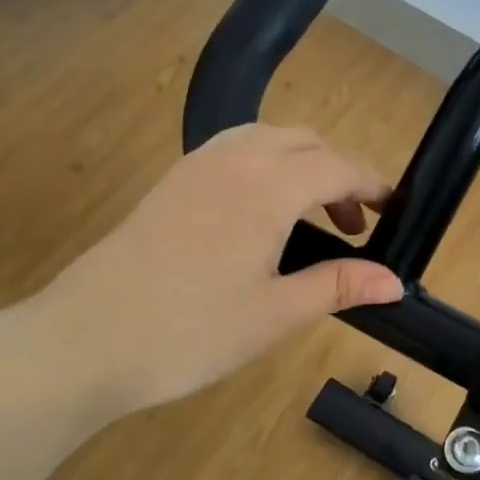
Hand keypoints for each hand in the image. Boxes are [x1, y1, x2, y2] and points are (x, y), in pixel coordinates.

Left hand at [12, 125, 403, 418]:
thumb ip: (337, 286)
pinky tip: (258, 215)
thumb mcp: (274, 313)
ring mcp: (195, 167)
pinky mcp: (169, 183)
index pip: (337, 167)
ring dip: (299, 164)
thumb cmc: (189, 332)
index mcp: (267, 187)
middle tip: (351, 226)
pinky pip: (232, 151)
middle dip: (337, 172)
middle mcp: (233, 160)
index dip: (370, 185)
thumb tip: (395, 282)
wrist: (84, 340)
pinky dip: (263, 166)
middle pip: (303, 141)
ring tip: (308, 214)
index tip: (392, 209)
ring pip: (265, 139)